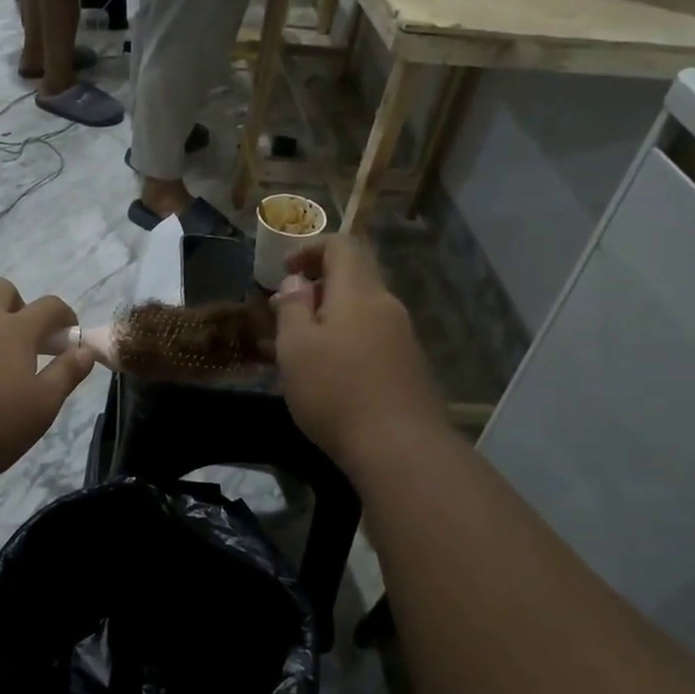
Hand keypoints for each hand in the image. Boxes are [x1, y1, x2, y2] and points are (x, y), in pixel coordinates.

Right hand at [270, 236, 439, 467]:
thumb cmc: (336, 390)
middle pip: (354, 277)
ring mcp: (403, 337)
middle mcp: (387, 306)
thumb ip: (293, 307)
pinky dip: (347, 340)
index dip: (311, 249)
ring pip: (362, 310)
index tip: (285, 270)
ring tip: (302, 347)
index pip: (342, 245)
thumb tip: (297, 283)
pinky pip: (372, 337)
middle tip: (286, 313)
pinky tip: (330, 374)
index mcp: (359, 292)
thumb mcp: (295, 347)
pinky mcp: (409, 366)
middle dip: (318, 287)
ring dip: (331, 317)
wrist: (400, 448)